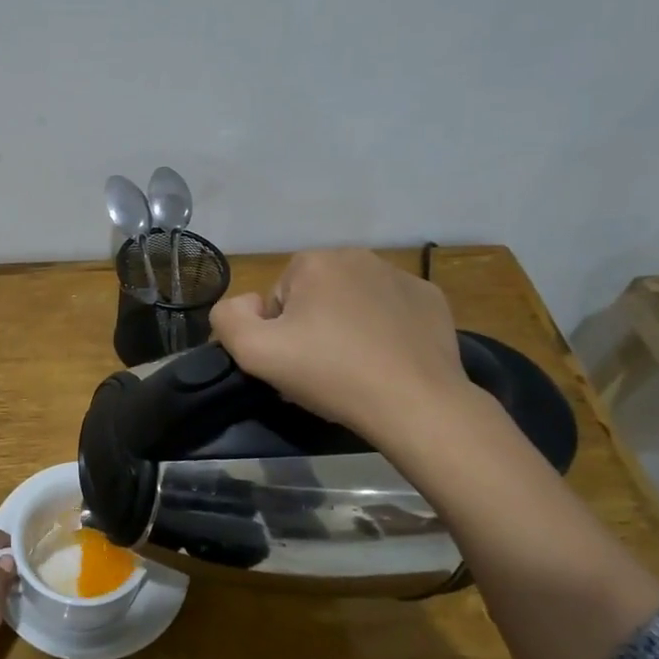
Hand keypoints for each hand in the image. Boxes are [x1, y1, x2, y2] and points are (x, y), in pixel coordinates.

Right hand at [210, 249, 478, 451]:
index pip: (278, 299)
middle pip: (316, 297)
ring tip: (356, 370)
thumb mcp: (255, 352)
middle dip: (313, 328)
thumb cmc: (330, 373)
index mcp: (314, 262)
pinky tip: (388, 362)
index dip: (279, 335)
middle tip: (322, 371)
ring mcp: (400, 276)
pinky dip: (386, 331)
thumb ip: (228, 319)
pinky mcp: (431, 300)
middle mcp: (357, 256)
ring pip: (354, 303)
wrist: (415, 403)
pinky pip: (392, 311)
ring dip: (347, 328)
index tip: (294, 363)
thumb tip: (245, 304)